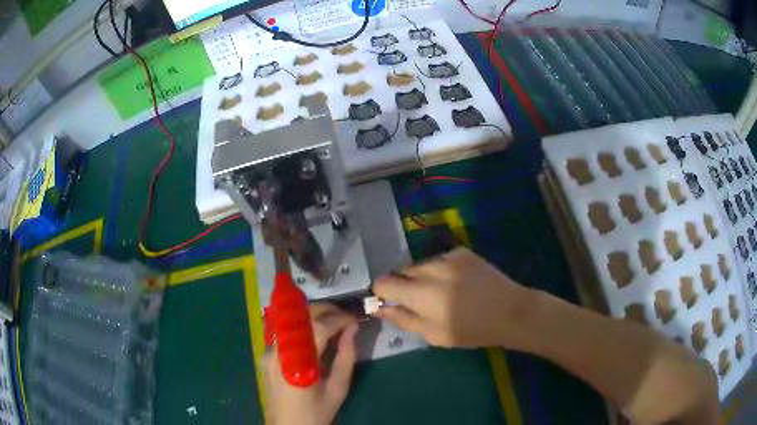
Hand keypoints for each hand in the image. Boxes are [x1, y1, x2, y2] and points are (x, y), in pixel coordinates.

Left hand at [264, 303, 358, 424]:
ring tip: (332, 319)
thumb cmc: (317, 411)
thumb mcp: (338, 388)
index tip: (355, 319)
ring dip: (311, 314)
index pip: (318, 328)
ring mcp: (269, 351)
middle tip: (344, 315)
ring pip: (290, 319)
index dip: (339, 319)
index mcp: (299, 363)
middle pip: (300, 316)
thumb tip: (353, 329)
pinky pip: (284, 330)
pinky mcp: (266, 354)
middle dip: (324, 310)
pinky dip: (300, 324)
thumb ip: (346, 357)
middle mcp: (279, 351)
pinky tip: (314, 330)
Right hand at [373, 247, 532, 348]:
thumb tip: (378, 308)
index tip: (389, 303)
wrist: (509, 311)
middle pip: (401, 271)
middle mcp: (430, 269)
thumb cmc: (471, 330)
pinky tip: (456, 283)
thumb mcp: (433, 334)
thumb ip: (402, 319)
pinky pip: (439, 260)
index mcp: (421, 293)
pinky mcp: (461, 252)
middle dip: (403, 285)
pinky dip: (439, 270)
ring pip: (420, 265)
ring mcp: (447, 257)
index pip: (384, 282)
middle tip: (419, 302)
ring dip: (421, 277)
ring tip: (440, 293)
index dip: (381, 293)